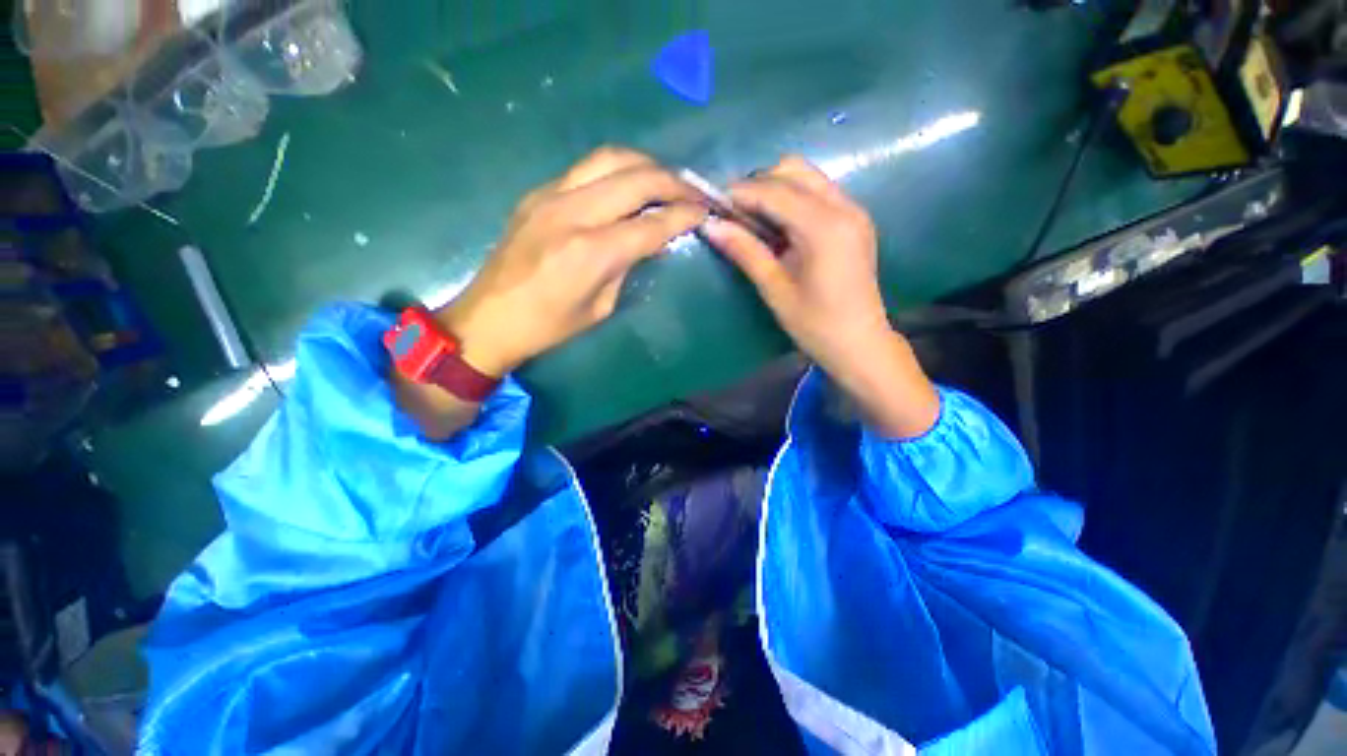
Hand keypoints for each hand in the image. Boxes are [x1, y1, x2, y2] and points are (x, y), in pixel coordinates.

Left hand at [437, 147, 707, 376]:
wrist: (489, 318)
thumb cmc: (549, 327)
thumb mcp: (601, 306)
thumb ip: (628, 266)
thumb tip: (652, 241)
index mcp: (592, 252)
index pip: (651, 223)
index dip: (684, 215)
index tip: (706, 211)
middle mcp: (573, 213)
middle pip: (635, 177)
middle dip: (673, 181)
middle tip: (694, 191)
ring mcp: (550, 196)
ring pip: (609, 158)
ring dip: (645, 165)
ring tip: (666, 180)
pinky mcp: (538, 193)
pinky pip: (586, 169)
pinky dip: (616, 172)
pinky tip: (628, 186)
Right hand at [701, 156, 939, 437]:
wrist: (860, 344)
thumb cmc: (816, 325)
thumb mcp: (775, 289)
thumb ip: (745, 251)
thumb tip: (710, 226)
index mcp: (825, 227)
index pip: (775, 191)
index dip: (740, 193)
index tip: (712, 204)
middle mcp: (844, 207)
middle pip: (794, 170)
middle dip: (759, 184)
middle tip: (734, 214)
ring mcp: (854, 211)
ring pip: (807, 177)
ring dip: (776, 189)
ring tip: (753, 220)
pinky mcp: (855, 220)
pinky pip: (818, 192)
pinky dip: (793, 199)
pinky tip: (778, 227)